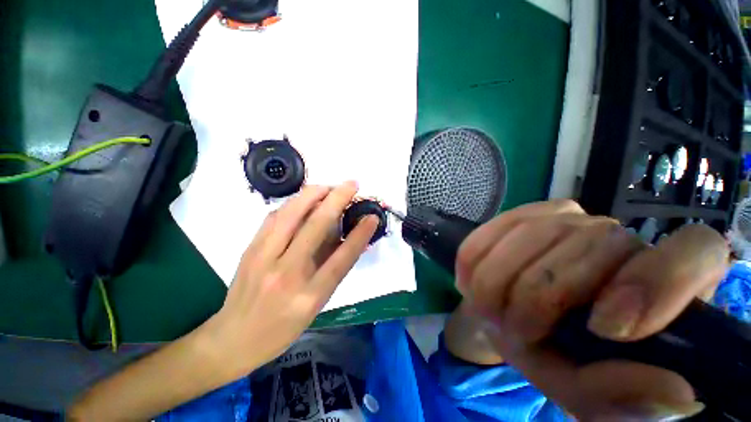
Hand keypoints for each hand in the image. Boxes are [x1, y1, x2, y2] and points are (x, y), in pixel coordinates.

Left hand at [203, 182, 377, 374]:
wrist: (233, 339)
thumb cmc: (283, 327)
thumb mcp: (316, 305)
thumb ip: (332, 269)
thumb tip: (347, 239)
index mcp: (309, 296)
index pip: (342, 259)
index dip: (360, 235)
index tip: (372, 216)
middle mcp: (287, 274)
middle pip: (316, 226)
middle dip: (337, 199)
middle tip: (351, 184)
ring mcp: (263, 259)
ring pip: (291, 213)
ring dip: (313, 194)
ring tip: (329, 187)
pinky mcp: (249, 250)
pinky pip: (274, 217)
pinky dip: (292, 203)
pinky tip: (303, 200)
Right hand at [456, 200, 728, 420]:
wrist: (504, 317)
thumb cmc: (552, 355)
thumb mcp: (584, 391)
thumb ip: (620, 398)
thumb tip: (675, 393)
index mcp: (662, 286)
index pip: (695, 252)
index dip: (656, 282)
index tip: (604, 328)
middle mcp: (623, 240)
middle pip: (590, 245)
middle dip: (534, 296)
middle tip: (508, 331)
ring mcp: (572, 218)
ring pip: (534, 233)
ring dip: (497, 278)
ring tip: (484, 307)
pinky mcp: (527, 213)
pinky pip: (498, 224)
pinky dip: (476, 253)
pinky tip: (467, 276)